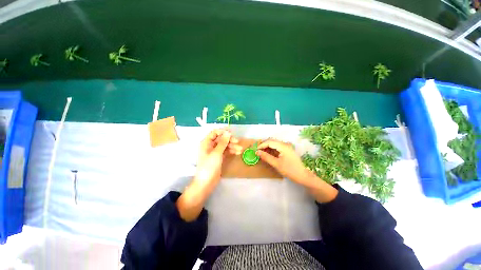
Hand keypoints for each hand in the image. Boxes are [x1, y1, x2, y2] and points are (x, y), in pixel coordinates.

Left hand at [195, 129, 241, 183]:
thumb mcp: (216, 153)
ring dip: (232, 146)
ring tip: (240, 149)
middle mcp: (210, 146)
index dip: (223, 132)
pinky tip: (238, 153)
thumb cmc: (209, 166)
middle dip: (229, 140)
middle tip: (238, 142)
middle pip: (221, 139)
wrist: (206, 183)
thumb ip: (223, 142)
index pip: (215, 133)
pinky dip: (231, 151)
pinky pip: (226, 152)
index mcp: (206, 143)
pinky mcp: (219, 158)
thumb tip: (228, 132)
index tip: (231, 133)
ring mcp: (215, 152)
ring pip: (225, 146)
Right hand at [256, 139, 312, 184]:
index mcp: (283, 146)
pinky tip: (269, 154)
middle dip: (264, 145)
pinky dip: (272, 149)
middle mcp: (285, 144)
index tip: (256, 150)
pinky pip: (278, 147)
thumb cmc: (289, 170)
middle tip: (258, 151)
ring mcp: (287, 146)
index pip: (269, 142)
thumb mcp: (276, 164)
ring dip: (268, 147)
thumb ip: (266, 157)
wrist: (303, 175)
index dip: (262, 145)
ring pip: (274, 143)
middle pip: (272, 141)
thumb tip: (257, 152)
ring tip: (262, 153)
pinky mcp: (288, 150)